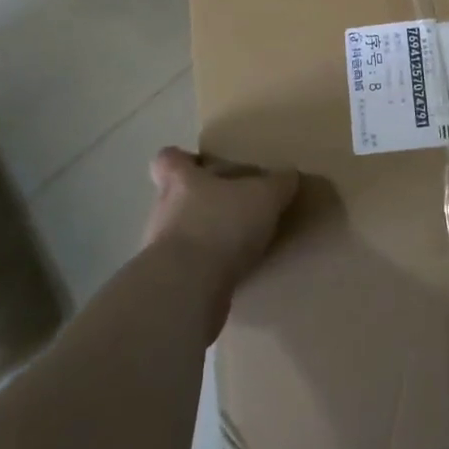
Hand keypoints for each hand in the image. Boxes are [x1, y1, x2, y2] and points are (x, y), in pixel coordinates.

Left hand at [145, 148, 298, 292]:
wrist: (186, 289)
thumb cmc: (220, 225)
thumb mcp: (263, 197)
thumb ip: (278, 184)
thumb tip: (289, 176)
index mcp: (180, 181)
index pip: (168, 159)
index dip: (183, 160)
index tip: (204, 165)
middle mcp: (163, 211)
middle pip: (175, 198)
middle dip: (203, 202)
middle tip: (235, 207)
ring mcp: (160, 251)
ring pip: (182, 235)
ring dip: (206, 238)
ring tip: (239, 245)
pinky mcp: (169, 284)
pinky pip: (189, 269)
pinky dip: (208, 270)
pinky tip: (234, 274)